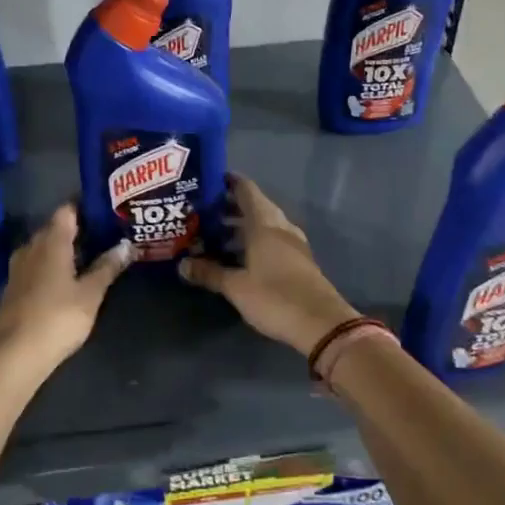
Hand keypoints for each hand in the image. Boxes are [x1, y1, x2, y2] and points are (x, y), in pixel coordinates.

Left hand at [0, 205, 131, 370]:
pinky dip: (54, 263)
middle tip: (106, 232)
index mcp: (51, 241)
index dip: (85, 206)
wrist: (16, 354)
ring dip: (65, 247)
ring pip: (45, 246)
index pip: (67, 210)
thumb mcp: (90, 293)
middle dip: (79, 228)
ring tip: (91, 253)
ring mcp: (20, 267)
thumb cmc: (58, 317)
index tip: (106, 208)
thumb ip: (107, 267)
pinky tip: (69, 275)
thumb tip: (126, 245)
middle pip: (56, 227)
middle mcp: (32, 247)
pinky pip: (38, 263)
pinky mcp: (15, 286)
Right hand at [179, 175, 360, 353]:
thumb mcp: (236, 287)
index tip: (206, 181)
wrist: (321, 323)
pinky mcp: (298, 261)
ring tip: (214, 236)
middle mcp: (280, 227)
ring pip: (263, 225)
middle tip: (201, 212)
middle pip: (254, 207)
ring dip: (241, 227)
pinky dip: (253, 242)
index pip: (246, 190)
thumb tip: (182, 264)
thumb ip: (209, 273)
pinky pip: (271, 241)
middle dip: (228, 207)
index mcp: (265, 224)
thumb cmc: (275, 297)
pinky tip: (238, 257)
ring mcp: (293, 244)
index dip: (227, 182)